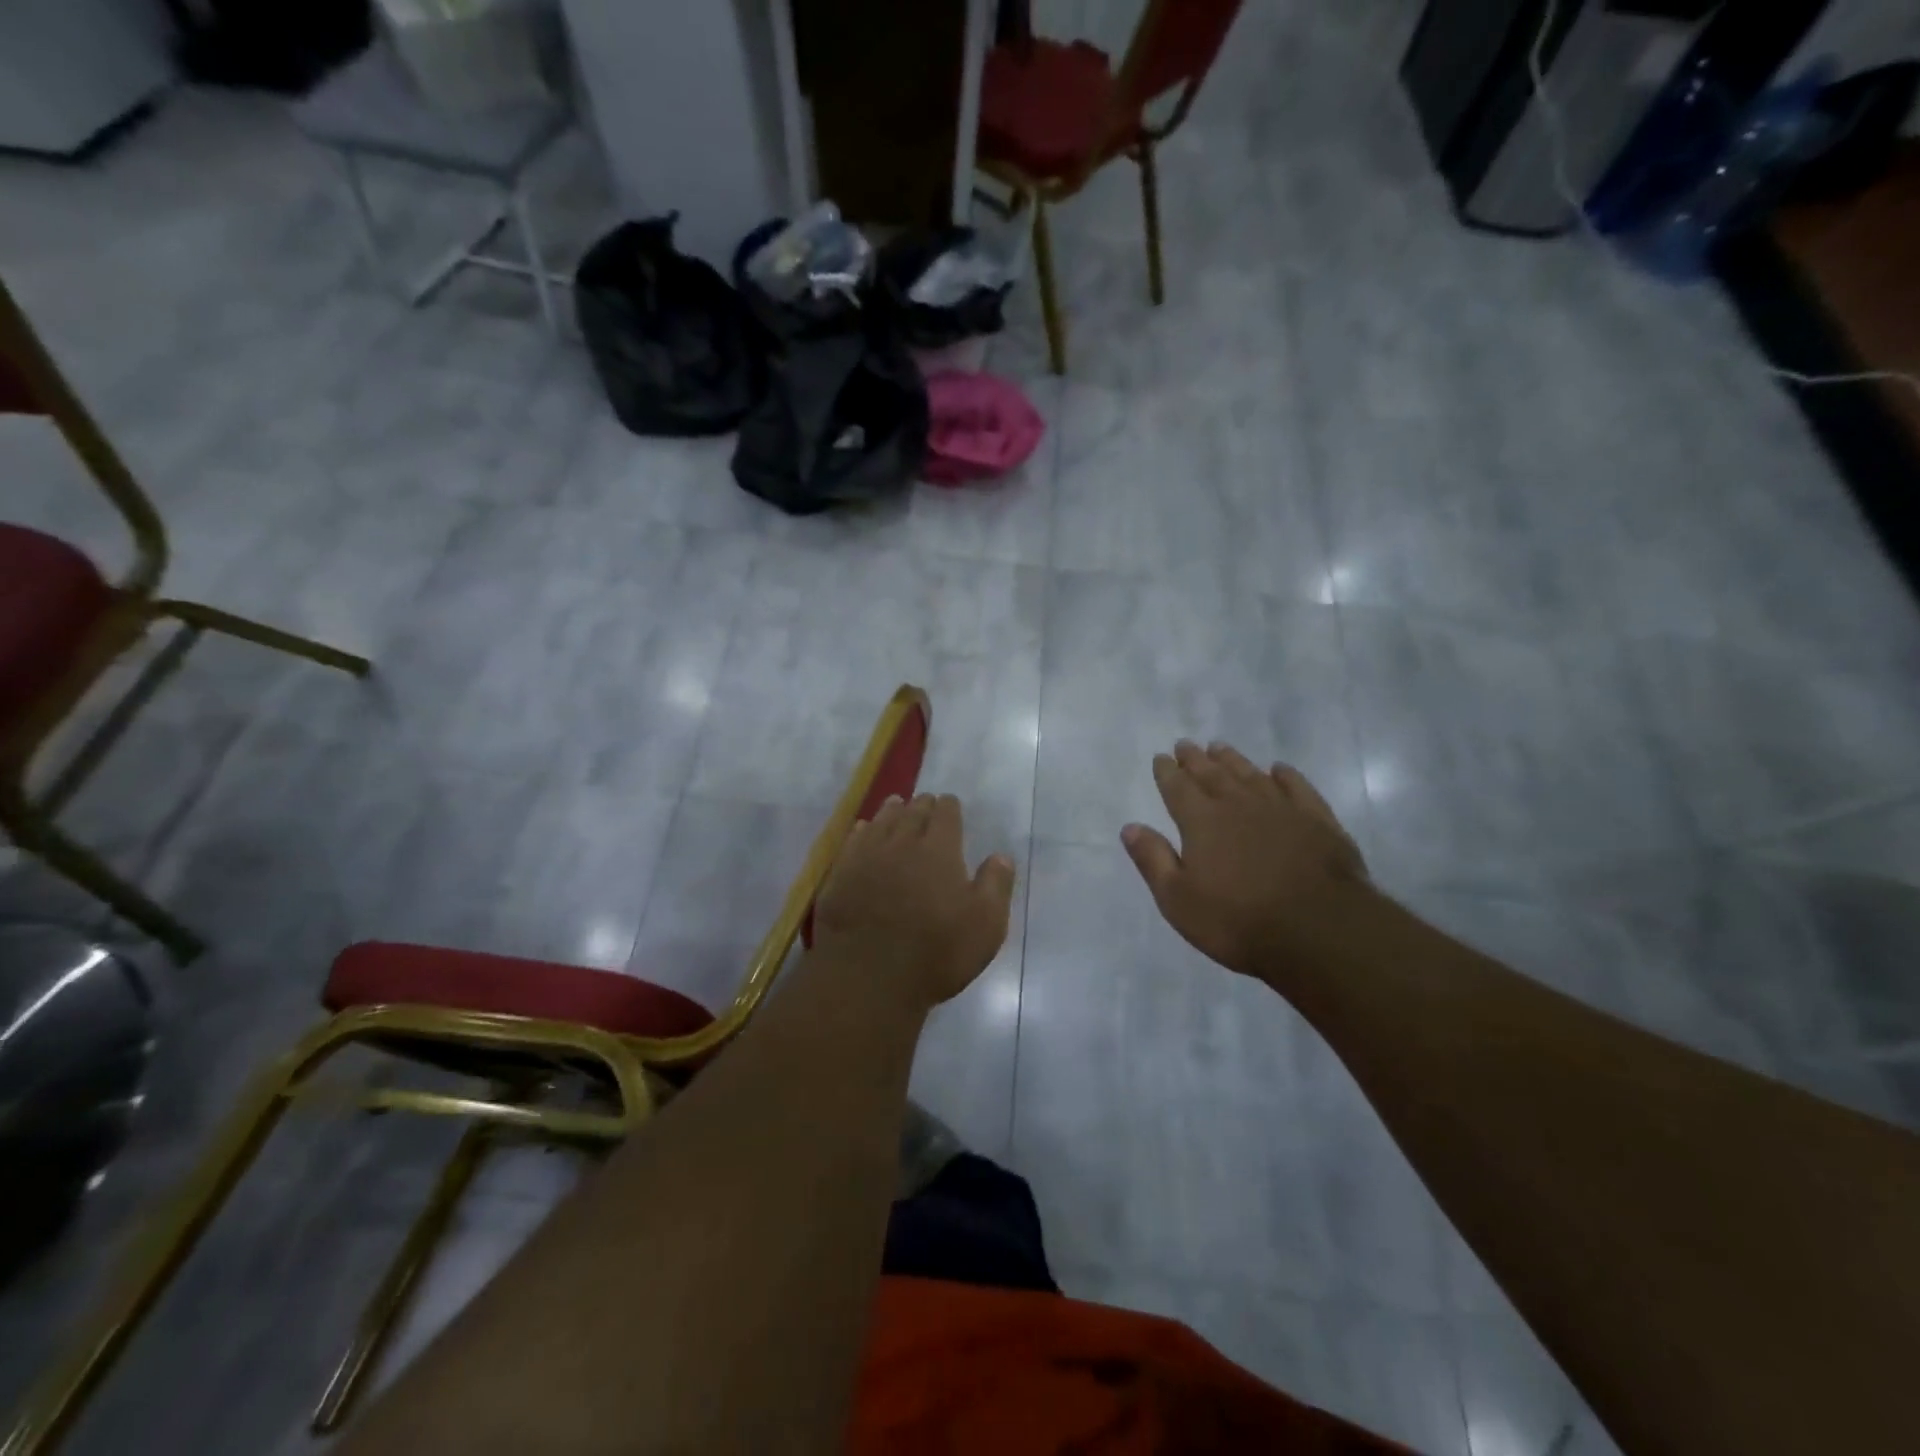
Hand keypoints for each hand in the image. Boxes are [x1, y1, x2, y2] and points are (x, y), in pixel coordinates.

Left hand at [812, 793, 1016, 1010]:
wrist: (868, 975)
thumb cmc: (937, 951)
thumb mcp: (985, 924)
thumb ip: (995, 885)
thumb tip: (1001, 856)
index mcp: (940, 849)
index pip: (946, 814)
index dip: (949, 807)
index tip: (950, 804)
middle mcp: (903, 842)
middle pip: (913, 812)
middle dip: (921, 805)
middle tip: (925, 802)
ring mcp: (867, 856)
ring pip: (881, 821)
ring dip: (892, 811)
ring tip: (896, 805)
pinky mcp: (841, 874)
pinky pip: (853, 841)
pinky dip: (862, 831)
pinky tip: (863, 830)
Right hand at [1121, 741, 1369, 981]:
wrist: (1320, 930)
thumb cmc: (1238, 920)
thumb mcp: (1178, 899)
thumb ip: (1153, 859)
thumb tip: (1130, 827)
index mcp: (1201, 821)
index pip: (1178, 787)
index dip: (1167, 772)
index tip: (1161, 758)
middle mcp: (1238, 804)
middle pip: (1212, 774)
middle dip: (1195, 759)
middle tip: (1185, 745)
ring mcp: (1281, 808)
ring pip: (1251, 774)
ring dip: (1233, 760)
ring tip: (1220, 747)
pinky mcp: (1318, 820)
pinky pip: (1297, 787)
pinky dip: (1285, 776)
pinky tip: (1279, 770)